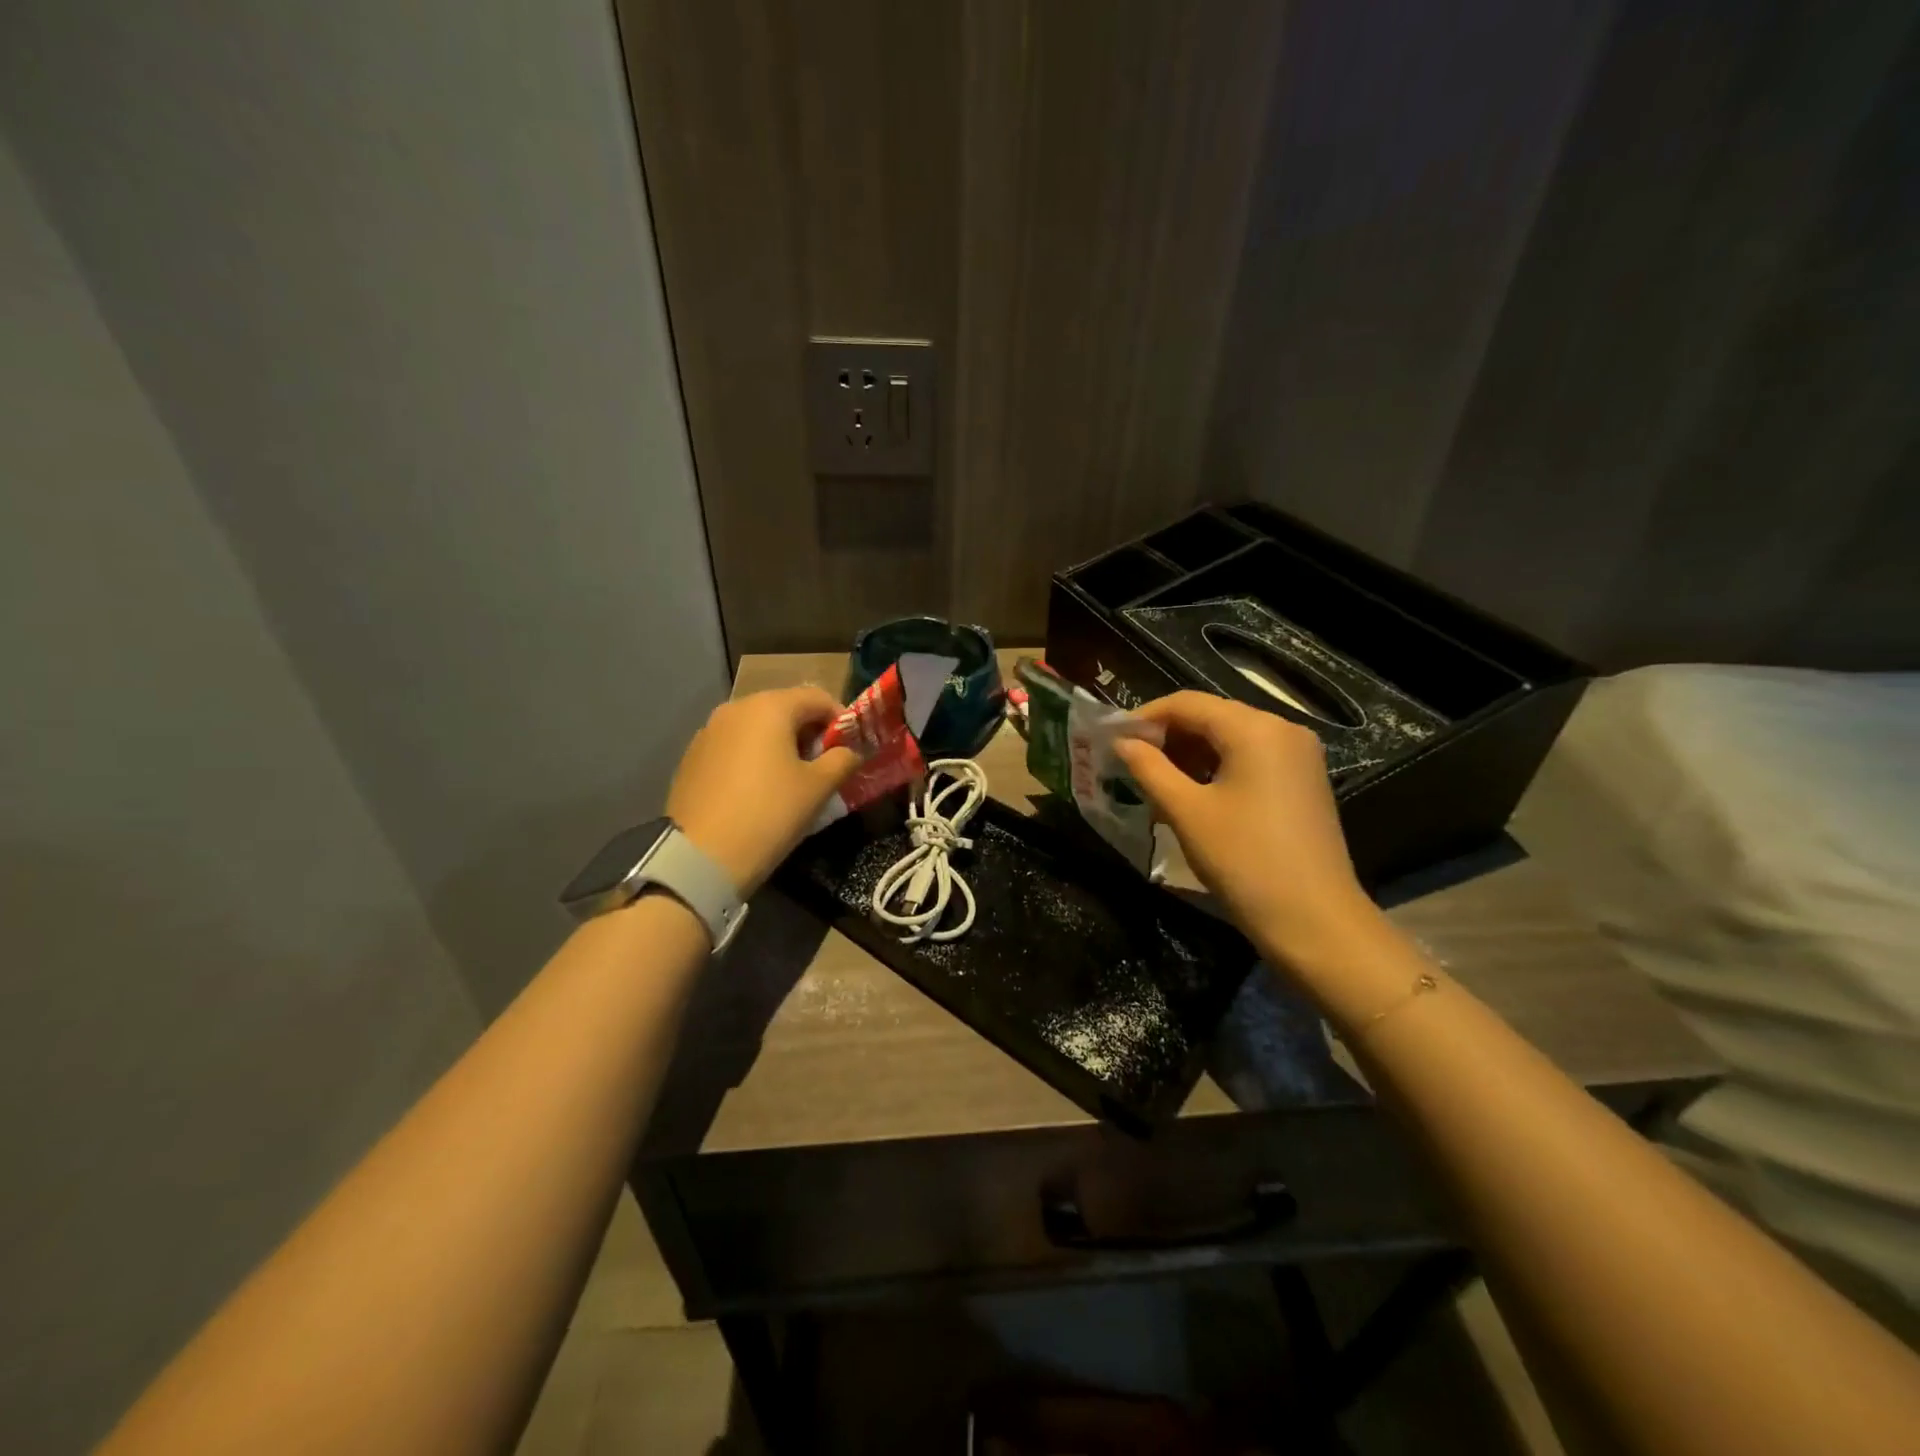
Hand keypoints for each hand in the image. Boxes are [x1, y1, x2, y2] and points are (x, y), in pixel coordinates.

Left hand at [666, 687, 859, 895]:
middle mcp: (735, 709)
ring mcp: (709, 732)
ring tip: (793, 779)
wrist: (701, 857)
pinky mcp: (692, 757)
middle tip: (825, 765)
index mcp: (769, 707)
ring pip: (757, 727)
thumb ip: (842, 760)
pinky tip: (759, 790)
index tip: (852, 747)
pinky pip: (734, 746)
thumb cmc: (770, 814)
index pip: (817, 697)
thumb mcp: (818, 788)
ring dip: (781, 745)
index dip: (841, 719)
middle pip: (785, 708)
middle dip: (810, 732)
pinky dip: (754, 757)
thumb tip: (850, 752)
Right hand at [1114, 692, 1378, 965]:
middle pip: (1212, 717)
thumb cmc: (1244, 860)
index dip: (1145, 717)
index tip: (1112, 739)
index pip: (1188, 703)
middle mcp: (1282, 730)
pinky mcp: (1303, 781)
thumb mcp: (1186, 812)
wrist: (1314, 921)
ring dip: (1189, 754)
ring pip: (1230, 739)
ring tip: (1154, 783)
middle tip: (1129, 763)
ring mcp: (1298, 756)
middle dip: (1167, 736)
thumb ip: (1149, 769)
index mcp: (1255, 728)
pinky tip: (1191, 795)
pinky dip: (1216, 769)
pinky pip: (1250, 759)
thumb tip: (1121, 742)